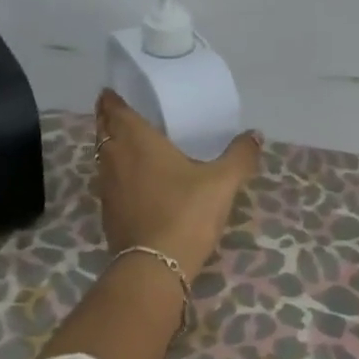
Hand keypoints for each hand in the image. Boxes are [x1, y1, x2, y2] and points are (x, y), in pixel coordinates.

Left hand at [93, 89, 262, 280]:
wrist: (155, 267)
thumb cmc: (186, 212)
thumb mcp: (223, 182)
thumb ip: (240, 155)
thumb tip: (255, 135)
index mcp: (136, 140)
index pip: (113, 109)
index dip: (112, 98)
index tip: (116, 91)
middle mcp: (114, 158)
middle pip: (103, 130)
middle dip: (110, 119)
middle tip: (128, 113)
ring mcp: (107, 188)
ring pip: (103, 157)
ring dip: (111, 146)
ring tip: (132, 143)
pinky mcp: (108, 213)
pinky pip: (108, 181)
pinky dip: (117, 173)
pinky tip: (135, 181)